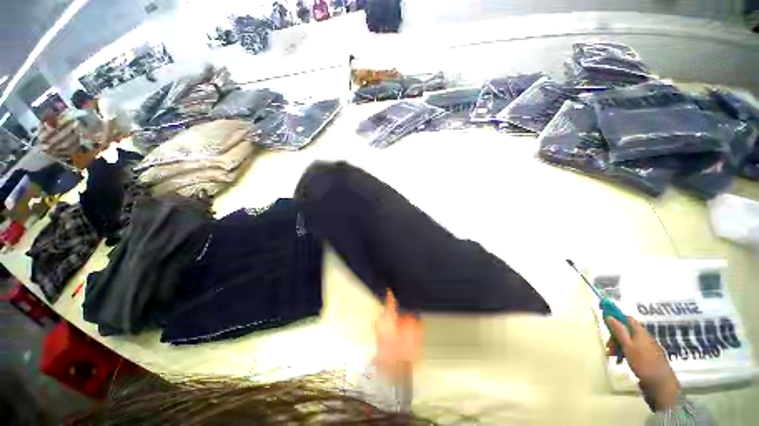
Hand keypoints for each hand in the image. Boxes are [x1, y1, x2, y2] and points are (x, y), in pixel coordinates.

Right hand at [605, 316, 680, 410]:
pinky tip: (621, 360)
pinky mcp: (648, 356)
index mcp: (640, 332)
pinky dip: (625, 352)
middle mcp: (644, 337)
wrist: (660, 382)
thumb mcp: (628, 346)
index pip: (627, 319)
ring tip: (611, 355)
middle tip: (608, 346)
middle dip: (615, 336)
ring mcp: (647, 347)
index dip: (616, 318)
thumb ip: (619, 331)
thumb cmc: (642, 362)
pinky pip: (633, 349)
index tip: (606, 324)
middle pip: (627, 331)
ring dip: (618, 345)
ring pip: (629, 341)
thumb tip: (609, 316)